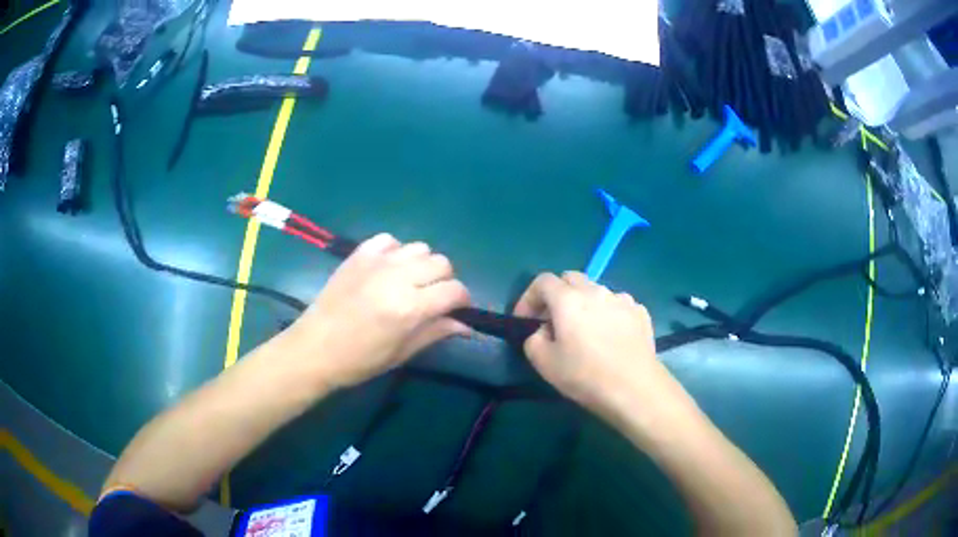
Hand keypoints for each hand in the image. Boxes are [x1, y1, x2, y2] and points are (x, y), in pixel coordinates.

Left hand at [284, 233, 471, 388]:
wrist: (314, 348)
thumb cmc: (359, 360)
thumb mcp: (402, 353)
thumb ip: (435, 332)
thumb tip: (466, 325)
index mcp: (410, 308)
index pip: (454, 291)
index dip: (462, 300)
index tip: (457, 310)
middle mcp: (397, 278)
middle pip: (441, 263)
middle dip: (445, 281)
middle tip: (433, 298)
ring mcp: (377, 262)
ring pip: (419, 248)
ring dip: (423, 265)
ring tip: (410, 282)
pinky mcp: (359, 254)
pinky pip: (389, 240)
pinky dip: (396, 251)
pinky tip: (388, 269)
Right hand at [513, 272, 666, 411]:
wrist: (634, 388)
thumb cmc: (585, 376)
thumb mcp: (543, 363)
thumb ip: (533, 339)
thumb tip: (543, 331)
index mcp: (568, 299)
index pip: (542, 281)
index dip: (529, 297)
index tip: (526, 320)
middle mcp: (595, 291)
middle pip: (570, 279)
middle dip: (556, 295)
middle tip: (552, 321)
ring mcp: (621, 299)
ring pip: (595, 291)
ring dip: (584, 303)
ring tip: (585, 330)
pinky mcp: (640, 312)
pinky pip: (617, 305)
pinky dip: (607, 314)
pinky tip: (609, 336)